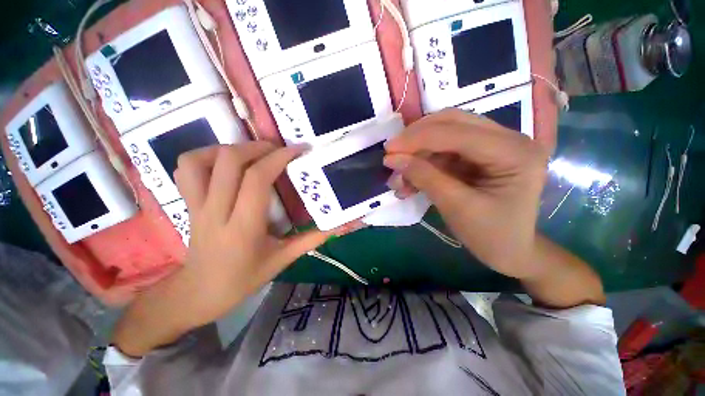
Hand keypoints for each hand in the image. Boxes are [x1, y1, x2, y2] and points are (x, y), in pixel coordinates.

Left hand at [113, 142, 330, 356]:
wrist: (199, 293)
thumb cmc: (243, 279)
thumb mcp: (283, 260)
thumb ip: (312, 239)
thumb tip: (339, 227)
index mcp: (244, 227)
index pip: (257, 179)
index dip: (279, 158)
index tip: (299, 150)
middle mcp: (216, 211)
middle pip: (230, 161)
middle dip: (259, 147)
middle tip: (279, 150)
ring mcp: (196, 205)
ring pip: (201, 159)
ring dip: (230, 148)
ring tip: (252, 154)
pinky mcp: (187, 203)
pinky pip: (185, 169)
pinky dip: (205, 156)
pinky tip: (225, 163)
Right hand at [384, 109, 549, 278]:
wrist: (510, 251)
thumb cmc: (491, 235)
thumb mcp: (455, 207)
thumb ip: (424, 177)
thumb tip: (392, 159)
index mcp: (514, 152)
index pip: (457, 132)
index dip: (417, 139)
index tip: (388, 150)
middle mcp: (509, 138)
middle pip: (452, 122)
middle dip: (417, 139)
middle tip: (392, 155)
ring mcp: (495, 144)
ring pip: (445, 134)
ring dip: (418, 154)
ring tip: (399, 179)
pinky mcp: (480, 154)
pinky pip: (445, 150)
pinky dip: (424, 163)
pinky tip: (411, 181)